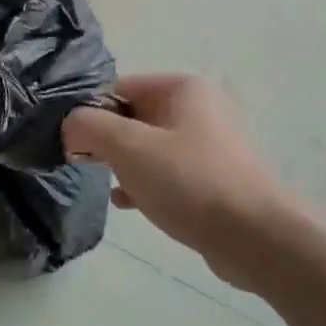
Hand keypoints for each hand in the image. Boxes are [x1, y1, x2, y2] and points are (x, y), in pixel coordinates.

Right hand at [63, 75, 294, 273]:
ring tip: (107, 186)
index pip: (116, 89)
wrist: (256, 237)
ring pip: (145, 147)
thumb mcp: (128, 147)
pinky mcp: (209, 178)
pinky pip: (164, 172)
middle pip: (130, 117)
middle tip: (84, 165)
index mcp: (181, 88)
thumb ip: (88, 127)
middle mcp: (196, 108)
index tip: (71, 144)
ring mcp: (206, 144)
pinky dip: (143, 183)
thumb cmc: (189, 181)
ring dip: (121, 165)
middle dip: (104, 141)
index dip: (88, 114)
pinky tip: (128, 204)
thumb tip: (70, 126)